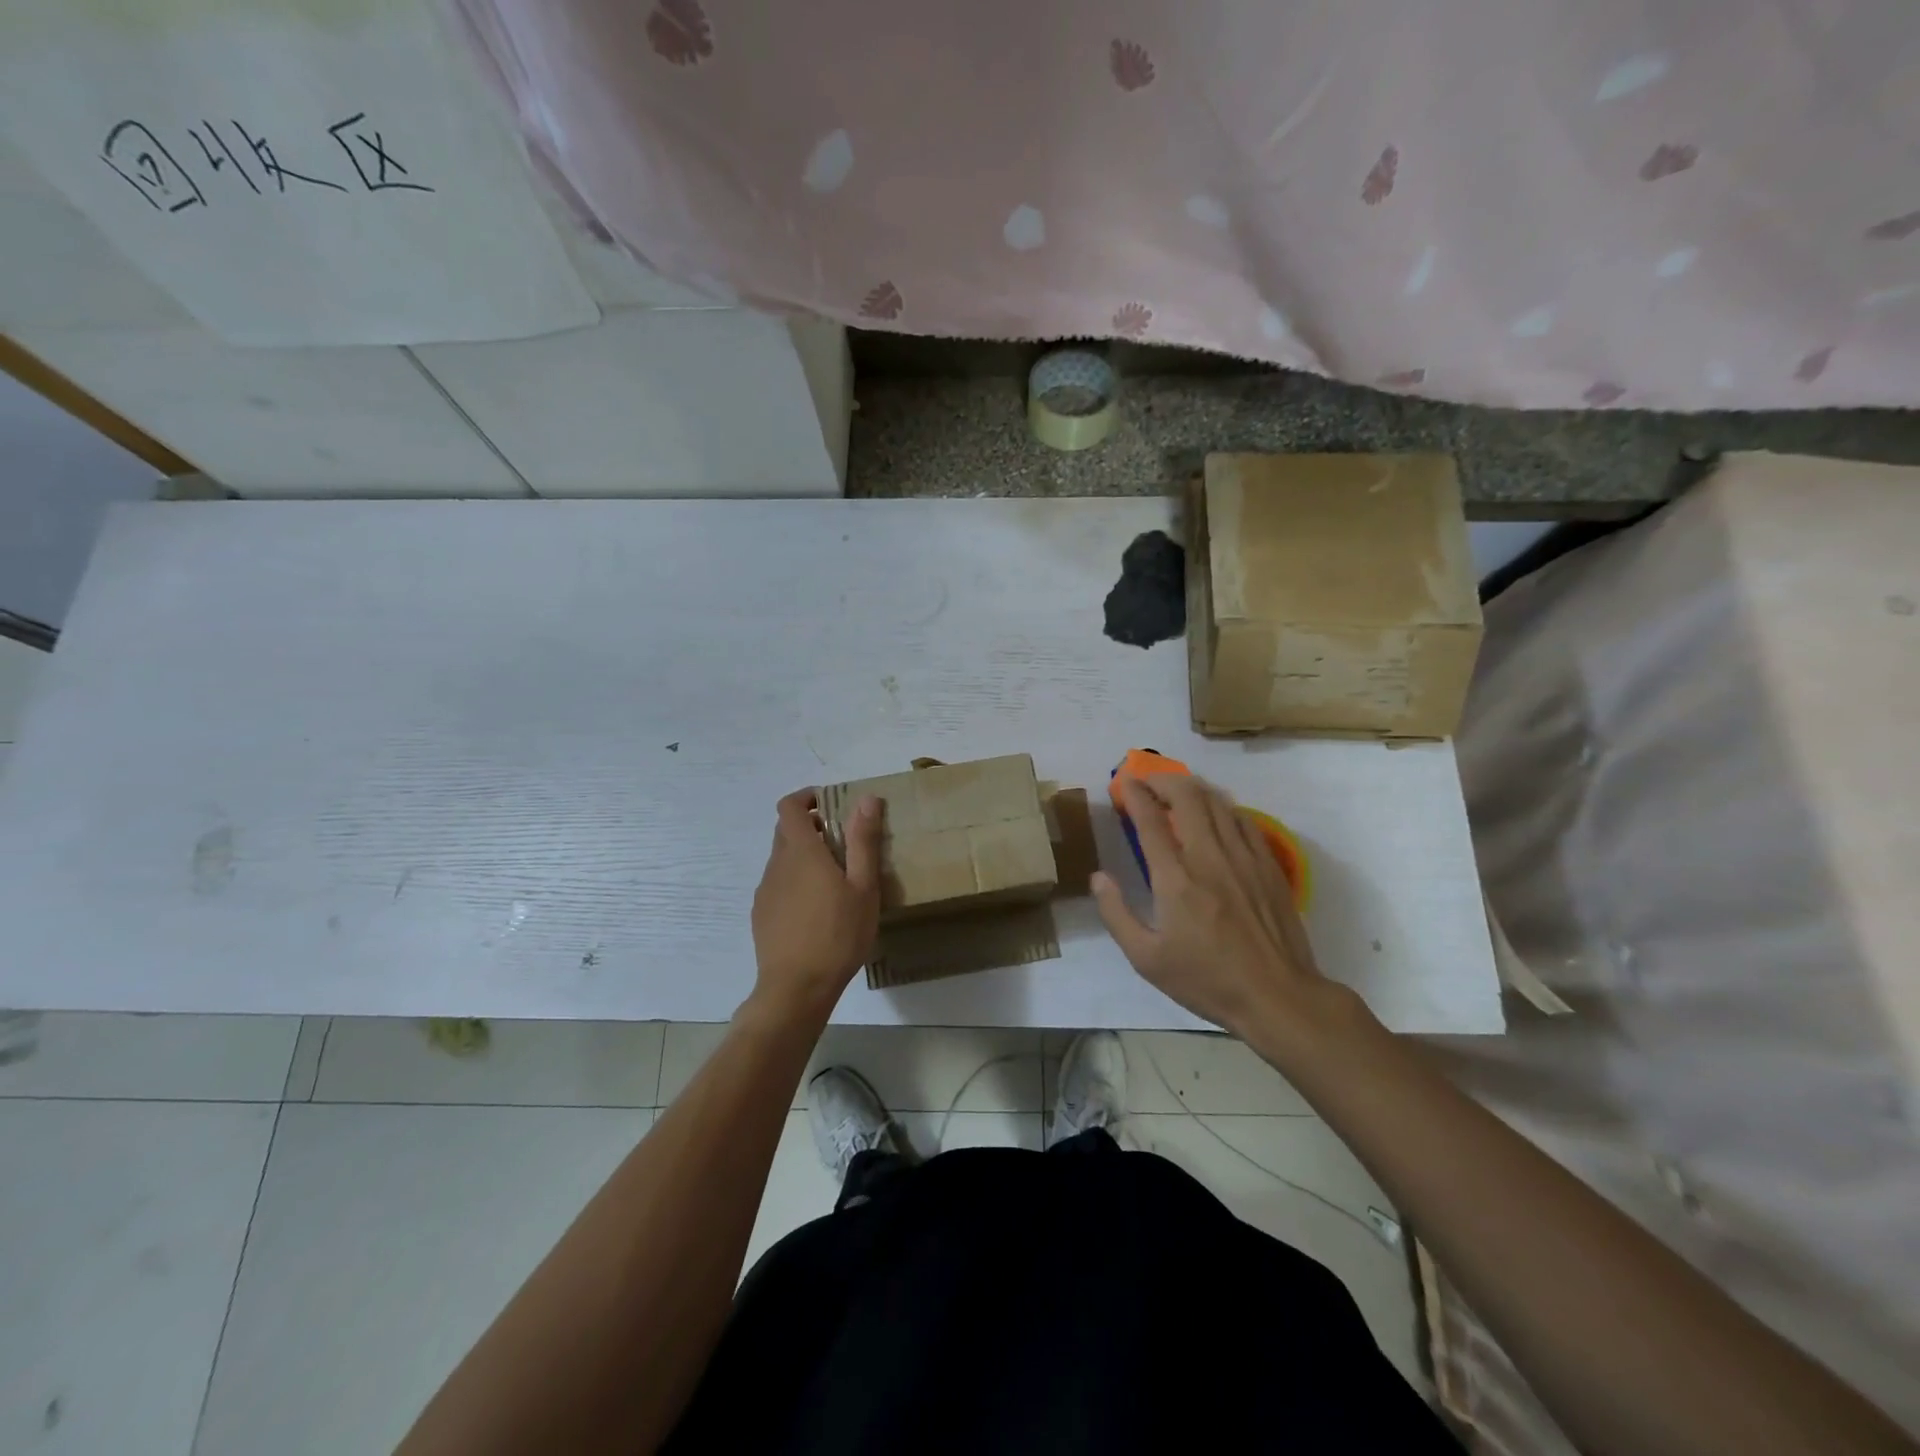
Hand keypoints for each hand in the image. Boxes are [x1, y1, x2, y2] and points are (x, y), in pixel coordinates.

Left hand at [750, 789, 882, 1017]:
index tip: (830, 804)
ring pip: (782, 859)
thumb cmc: (838, 934)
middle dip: (811, 827)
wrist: (796, 989)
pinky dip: (796, 881)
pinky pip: (778, 884)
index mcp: (801, 852)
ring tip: (835, 880)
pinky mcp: (762, 914)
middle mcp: (777, 865)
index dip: (806, 798)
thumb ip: (863, 840)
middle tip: (843, 843)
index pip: (789, 807)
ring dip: (804, 856)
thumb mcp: (863, 887)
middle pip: (786, 831)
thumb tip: (865, 799)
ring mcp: (765, 891)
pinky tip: (817, 910)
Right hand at [1093, 774, 1328, 1040]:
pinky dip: (1223, 808)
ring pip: (1218, 802)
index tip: (1125, 783)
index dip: (1135, 794)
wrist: (1278, 997)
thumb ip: (1117, 914)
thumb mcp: (1146, 959)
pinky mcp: (1269, 865)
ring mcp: (1244, 858)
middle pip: (1187, 797)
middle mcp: (1209, 857)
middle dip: (1164, 780)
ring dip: (1193, 789)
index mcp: (1175, 880)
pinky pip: (1244, 820)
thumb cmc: (1207, 981)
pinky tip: (1217, 815)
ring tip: (1178, 791)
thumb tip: (1099, 877)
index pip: (1150, 820)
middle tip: (1149, 782)